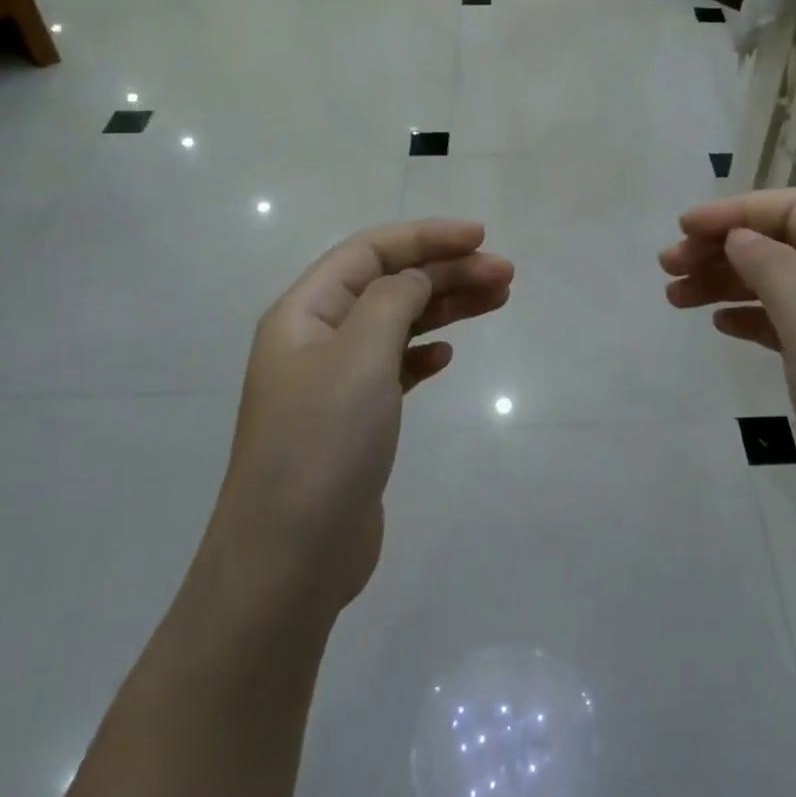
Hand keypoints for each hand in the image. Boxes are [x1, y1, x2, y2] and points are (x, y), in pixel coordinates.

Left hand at [205, 220, 513, 618]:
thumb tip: (415, 279)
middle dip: (446, 271)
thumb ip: (393, 301)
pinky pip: (394, 367)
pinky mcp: (353, 420)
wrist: (290, 558)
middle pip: (388, 284)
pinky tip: (447, 357)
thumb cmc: (323, 443)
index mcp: (304, 312)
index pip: (369, 252)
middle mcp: (316, 338)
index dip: (425, 237)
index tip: (480, 237)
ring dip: (445, 307)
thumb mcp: (360, 355)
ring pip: (397, 323)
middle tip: (505, 275)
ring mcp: (334, 382)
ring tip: (498, 300)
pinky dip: (423, 353)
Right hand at [660, 189, 795, 569]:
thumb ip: (775, 271)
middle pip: (781, 245)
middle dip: (723, 247)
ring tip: (675, 296)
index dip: (739, 211)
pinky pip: (780, 325)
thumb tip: (737, 235)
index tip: (685, 228)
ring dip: (725, 282)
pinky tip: (718, 325)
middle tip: (668, 267)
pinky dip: (746, 318)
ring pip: (775, 285)